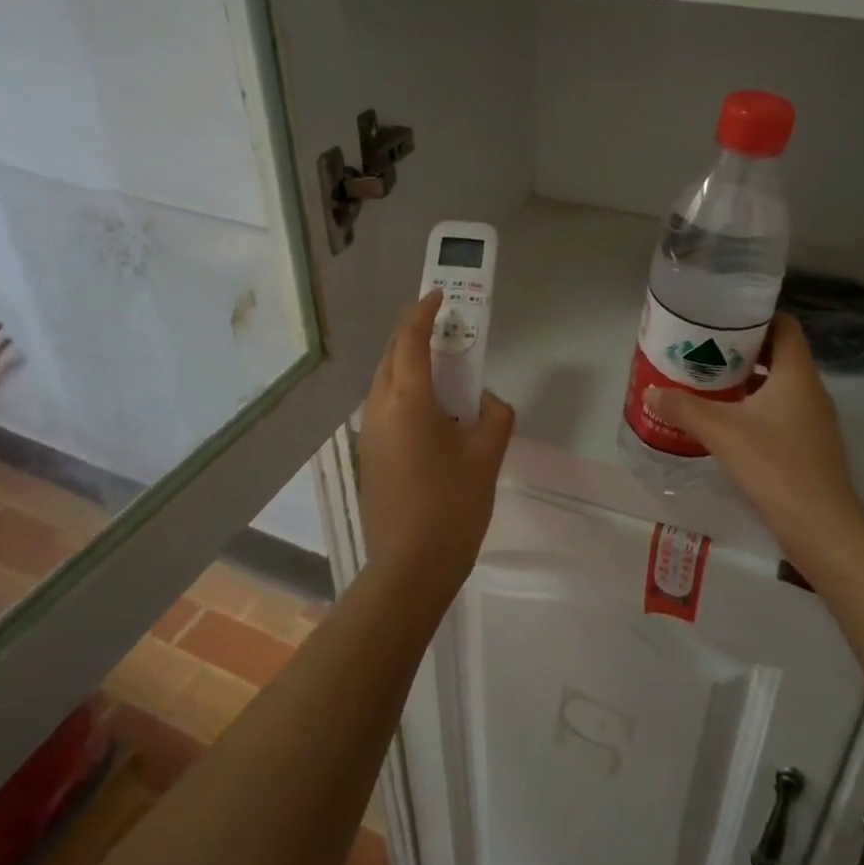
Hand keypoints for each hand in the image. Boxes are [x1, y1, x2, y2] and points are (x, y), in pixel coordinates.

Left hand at [358, 291, 514, 598]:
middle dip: (412, 335)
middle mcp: (380, 409)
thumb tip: (488, 401)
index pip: (409, 341)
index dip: (422, 313)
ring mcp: (368, 434)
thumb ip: (495, 415)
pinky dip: (404, 393)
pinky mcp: (368, 456)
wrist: (410, 567)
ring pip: (383, 382)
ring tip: (440, 369)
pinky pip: (384, 408)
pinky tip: (430, 415)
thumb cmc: (452, 505)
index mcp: (408, 401)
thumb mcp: (486, 455)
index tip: (438, 296)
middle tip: (442, 329)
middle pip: (390, 356)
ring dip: (407, 365)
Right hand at [647, 314, 863, 569]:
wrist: (821, 526)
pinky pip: (781, 411)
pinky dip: (755, 408)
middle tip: (704, 350)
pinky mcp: (810, 445)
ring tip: (708, 382)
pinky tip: (727, 422)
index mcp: (796, 373)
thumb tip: (651, 393)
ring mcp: (814, 419)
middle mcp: (810, 389)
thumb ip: (684, 408)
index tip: (721, 319)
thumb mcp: (721, 431)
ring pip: (779, 385)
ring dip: (747, 381)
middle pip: (778, 353)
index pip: (784, 325)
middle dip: (742, 350)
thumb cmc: (774, 465)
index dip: (755, 316)